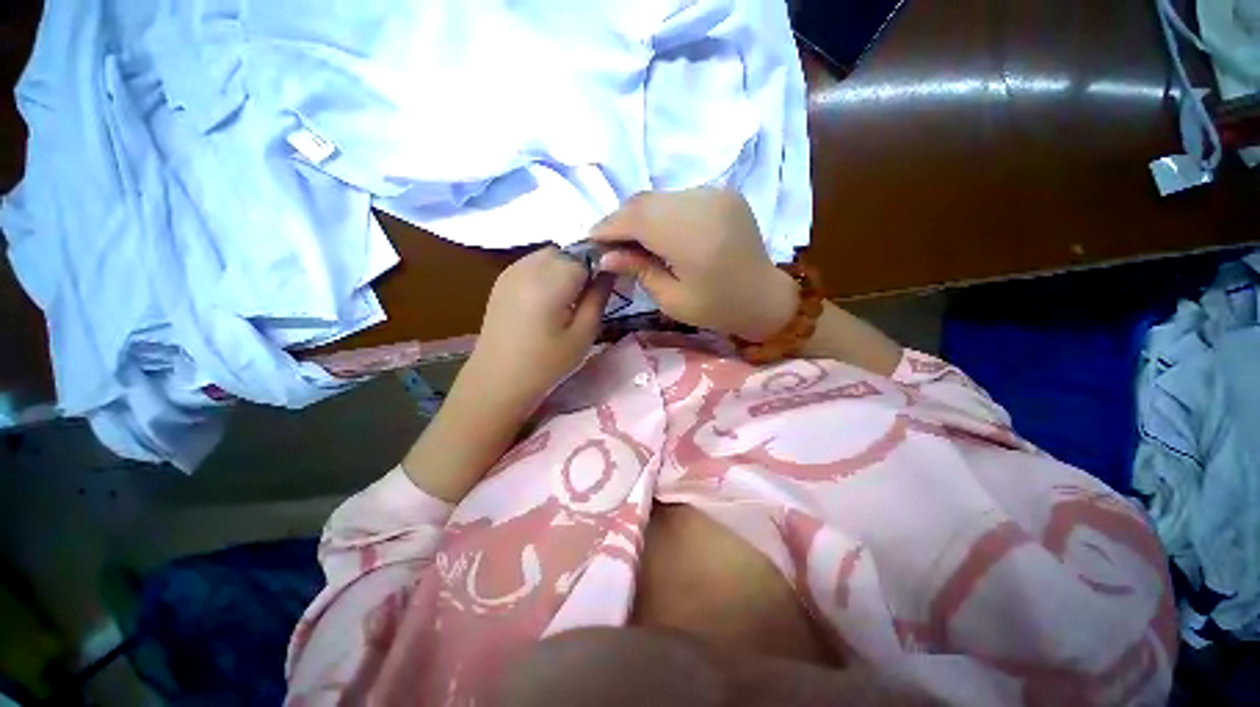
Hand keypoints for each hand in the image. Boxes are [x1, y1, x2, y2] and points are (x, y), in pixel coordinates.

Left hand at [467, 246, 613, 412]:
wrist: (497, 381)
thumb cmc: (546, 364)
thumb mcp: (583, 335)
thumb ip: (599, 298)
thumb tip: (610, 271)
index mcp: (550, 281)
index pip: (586, 257)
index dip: (599, 270)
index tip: (603, 291)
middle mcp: (528, 267)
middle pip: (566, 252)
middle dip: (581, 268)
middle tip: (585, 299)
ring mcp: (511, 271)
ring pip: (549, 255)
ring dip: (563, 269)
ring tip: (565, 300)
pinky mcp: (502, 280)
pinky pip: (532, 264)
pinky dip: (546, 273)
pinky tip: (546, 300)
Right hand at [590, 188, 797, 341]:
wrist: (764, 297)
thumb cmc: (718, 308)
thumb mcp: (673, 300)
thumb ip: (640, 271)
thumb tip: (606, 256)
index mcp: (693, 238)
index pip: (637, 219)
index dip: (608, 227)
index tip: (589, 240)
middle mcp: (705, 205)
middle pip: (646, 202)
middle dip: (620, 220)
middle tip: (606, 242)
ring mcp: (716, 194)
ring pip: (660, 197)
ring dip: (639, 215)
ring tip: (628, 239)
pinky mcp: (723, 193)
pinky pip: (678, 197)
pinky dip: (660, 212)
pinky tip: (656, 232)